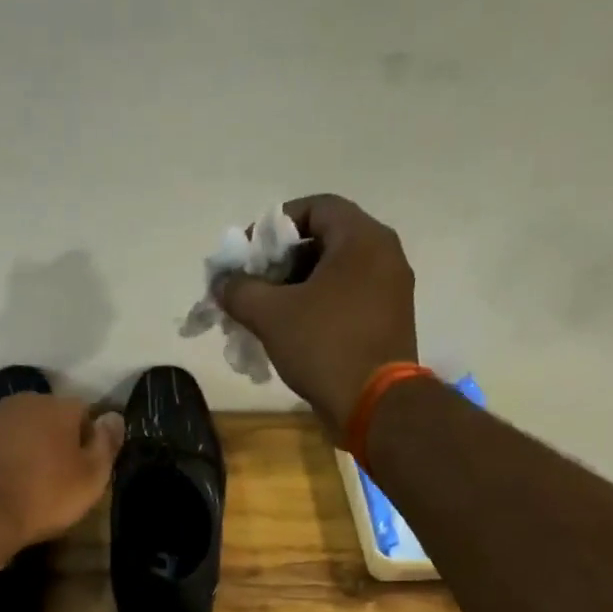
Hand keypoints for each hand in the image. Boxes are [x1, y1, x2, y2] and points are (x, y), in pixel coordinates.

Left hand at [0, 394, 124, 556]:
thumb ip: (107, 444)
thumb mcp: (91, 478)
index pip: (84, 412)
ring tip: (27, 483)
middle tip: (58, 477)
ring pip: (18, 429)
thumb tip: (114, 417)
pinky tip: (1, 485)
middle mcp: (22, 402)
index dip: (88, 440)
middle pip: (49, 417)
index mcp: (57, 406)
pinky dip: (0, 458)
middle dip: (55, 440)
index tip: (86, 469)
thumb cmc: (43, 496)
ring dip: (26, 447)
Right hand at [216, 194, 418, 441]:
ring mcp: (390, 289)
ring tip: (265, 311)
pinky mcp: (387, 320)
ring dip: (295, 286)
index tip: (249, 253)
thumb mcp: (271, 315)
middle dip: (281, 261)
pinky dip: (316, 305)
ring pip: (334, 273)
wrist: (374, 404)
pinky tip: (290, 330)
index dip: (275, 225)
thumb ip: (240, 290)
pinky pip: (346, 298)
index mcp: (362, 239)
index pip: (315, 207)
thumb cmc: (325, 346)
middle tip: (252, 284)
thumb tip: (222, 283)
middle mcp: (384, 255)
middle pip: (324, 240)